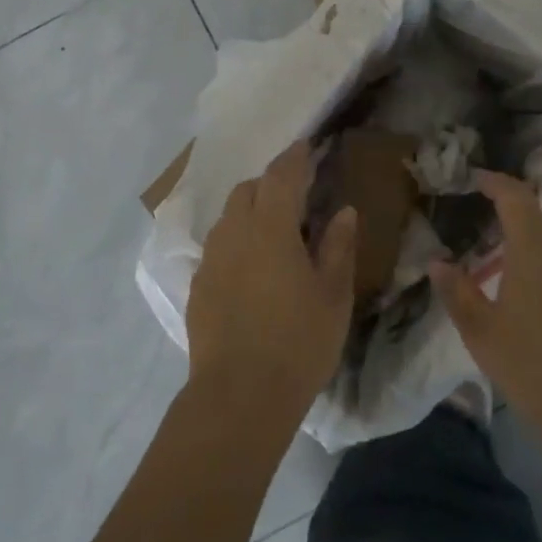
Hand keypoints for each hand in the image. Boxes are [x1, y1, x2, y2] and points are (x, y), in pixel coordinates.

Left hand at [185, 141, 356, 423]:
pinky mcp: (198, 286)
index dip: (295, 157)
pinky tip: (251, 268)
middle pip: (248, 190)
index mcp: (270, 227)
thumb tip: (343, 211)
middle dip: (270, 183)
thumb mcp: (333, 295)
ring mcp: (211, 259)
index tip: (307, 145)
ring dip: (250, 211)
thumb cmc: (298, 342)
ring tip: (274, 231)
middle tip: (296, 196)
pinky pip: (218, 247)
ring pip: (228, 217)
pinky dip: (236, 242)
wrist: (238, 396)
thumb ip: (338, 246)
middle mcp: (234, 233)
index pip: (281, 175)